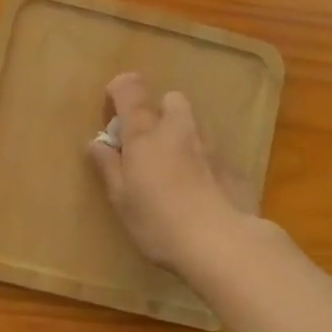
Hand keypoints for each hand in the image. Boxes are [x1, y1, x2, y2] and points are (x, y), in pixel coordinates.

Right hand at [87, 72, 256, 272]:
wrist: (222, 243)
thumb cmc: (159, 221)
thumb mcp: (121, 199)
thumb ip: (108, 166)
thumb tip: (96, 143)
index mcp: (145, 132)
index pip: (129, 88)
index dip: (118, 92)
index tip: (112, 117)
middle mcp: (180, 128)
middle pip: (170, 100)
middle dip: (158, 114)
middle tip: (148, 147)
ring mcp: (212, 145)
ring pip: (194, 126)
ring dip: (182, 138)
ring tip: (175, 174)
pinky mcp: (234, 166)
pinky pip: (213, 153)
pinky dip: (203, 163)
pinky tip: (201, 195)